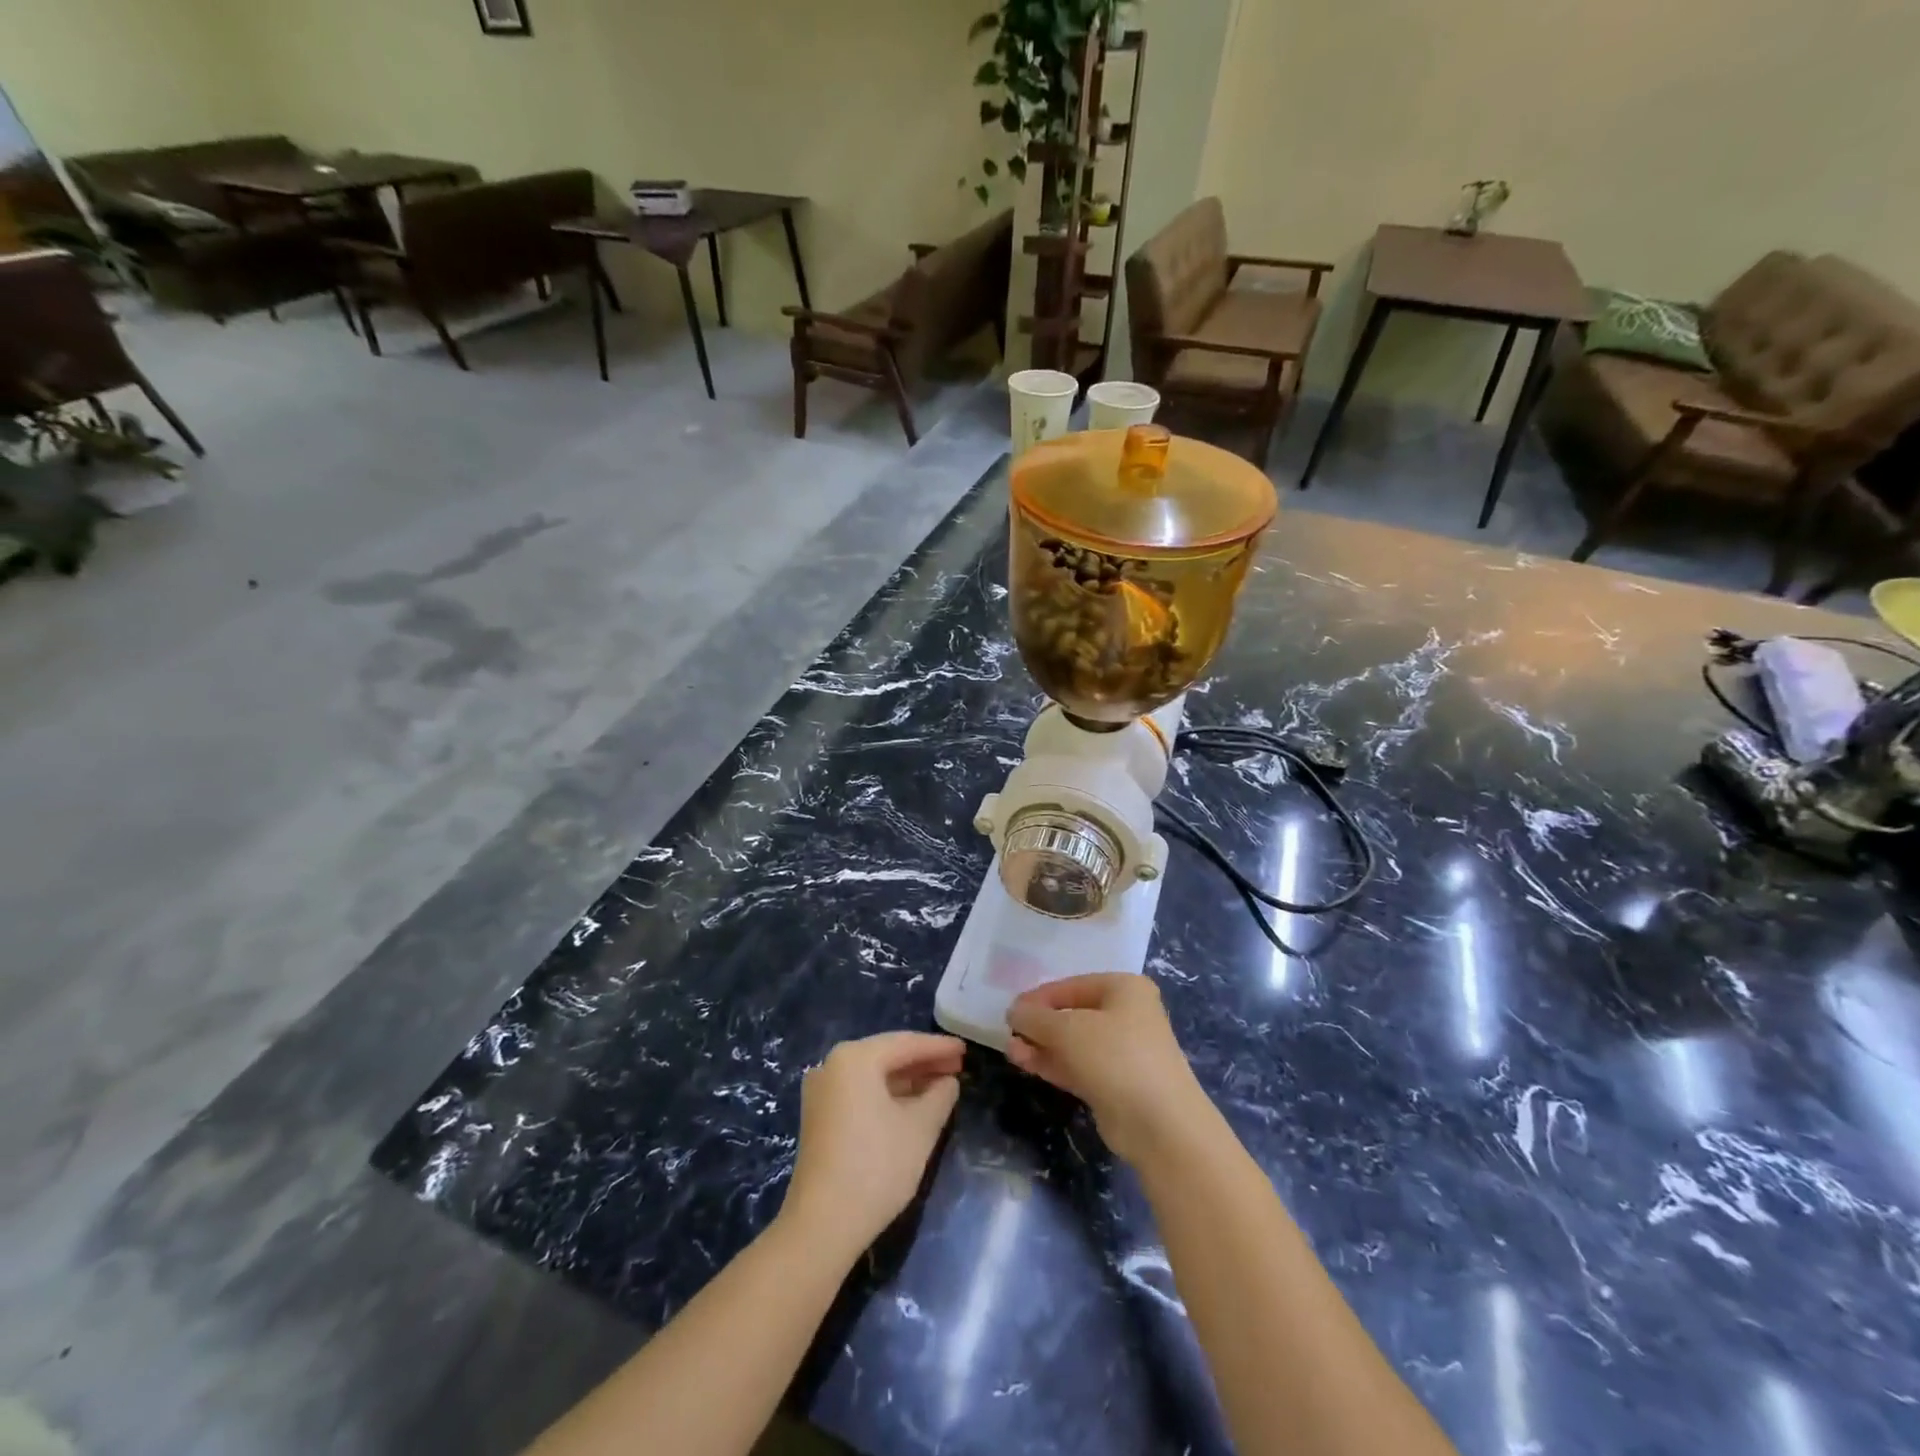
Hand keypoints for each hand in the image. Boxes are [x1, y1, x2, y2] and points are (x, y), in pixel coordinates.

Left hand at [781, 1031, 963, 1256]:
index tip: (966, 1050)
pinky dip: (887, 1095)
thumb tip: (947, 1082)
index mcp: (854, 1058)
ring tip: (941, 1086)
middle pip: (887, 1055)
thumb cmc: (876, 1167)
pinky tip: (912, 1105)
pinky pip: (860, 1092)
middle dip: (923, 1062)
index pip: (906, 1043)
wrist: (822, 1225)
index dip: (939, 1047)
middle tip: (957, 1067)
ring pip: (873, 1075)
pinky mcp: (819, 1117)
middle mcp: (832, 1065)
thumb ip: (940, 1096)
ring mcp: (822, 1092)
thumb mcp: (920, 1128)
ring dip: (907, 1080)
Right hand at [1007, 974, 1214, 1165]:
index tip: (1011, 1010)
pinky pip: (1078, 1065)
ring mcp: (1123, 1051)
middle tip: (1008, 1031)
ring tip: (1010, 1049)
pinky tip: (1024, 1062)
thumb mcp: (1067, 1030)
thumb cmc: (1116, 1057)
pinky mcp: (1115, 1083)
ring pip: (1073, 1042)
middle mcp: (1127, 1015)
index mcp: (1124, 989)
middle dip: (1040, 1023)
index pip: (1071, 986)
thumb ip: (1035, 1017)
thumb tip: (1014, 1011)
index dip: (1039, 997)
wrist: (1160, 1124)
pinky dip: (1053, 1063)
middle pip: (1073, 1014)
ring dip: (1042, 1045)